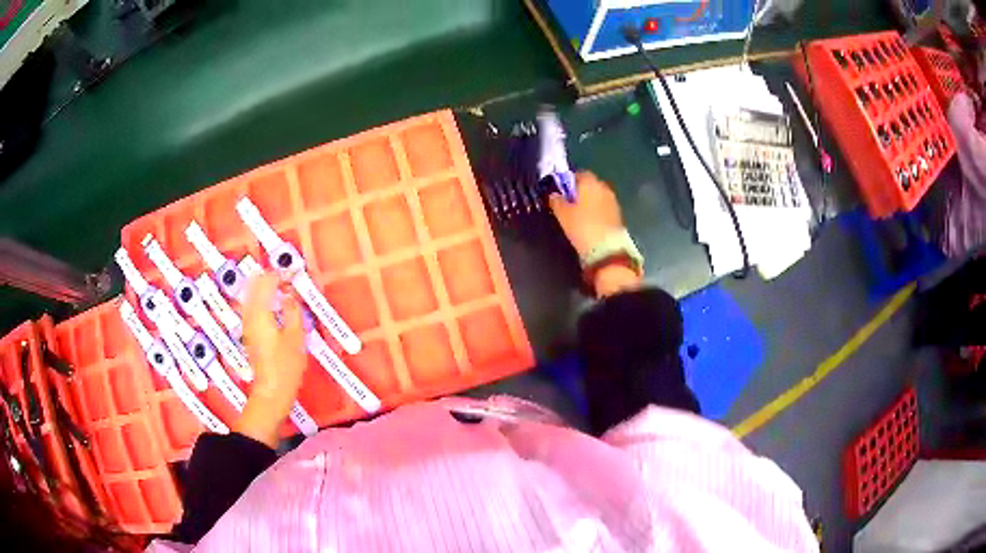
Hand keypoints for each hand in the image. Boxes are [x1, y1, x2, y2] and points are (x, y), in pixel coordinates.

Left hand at [235, 274, 306, 446]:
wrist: (272, 392)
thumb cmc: (285, 368)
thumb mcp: (296, 338)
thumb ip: (293, 312)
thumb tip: (290, 296)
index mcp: (260, 313)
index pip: (267, 282)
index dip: (281, 273)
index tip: (294, 272)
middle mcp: (250, 316)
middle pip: (254, 285)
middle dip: (270, 277)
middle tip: (287, 276)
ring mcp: (247, 325)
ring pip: (251, 295)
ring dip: (265, 287)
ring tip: (282, 287)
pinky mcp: (249, 334)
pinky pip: (252, 306)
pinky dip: (262, 299)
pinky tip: (274, 305)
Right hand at [549, 171, 641, 296]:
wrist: (606, 249)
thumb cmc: (581, 226)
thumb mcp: (562, 214)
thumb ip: (556, 200)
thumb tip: (554, 195)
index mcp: (590, 182)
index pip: (579, 174)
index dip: (569, 181)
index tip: (561, 191)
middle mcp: (604, 188)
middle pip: (590, 185)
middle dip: (580, 192)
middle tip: (569, 204)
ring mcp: (613, 201)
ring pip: (598, 197)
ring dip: (590, 202)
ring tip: (579, 216)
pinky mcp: (618, 215)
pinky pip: (604, 208)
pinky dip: (597, 212)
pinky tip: (590, 223)